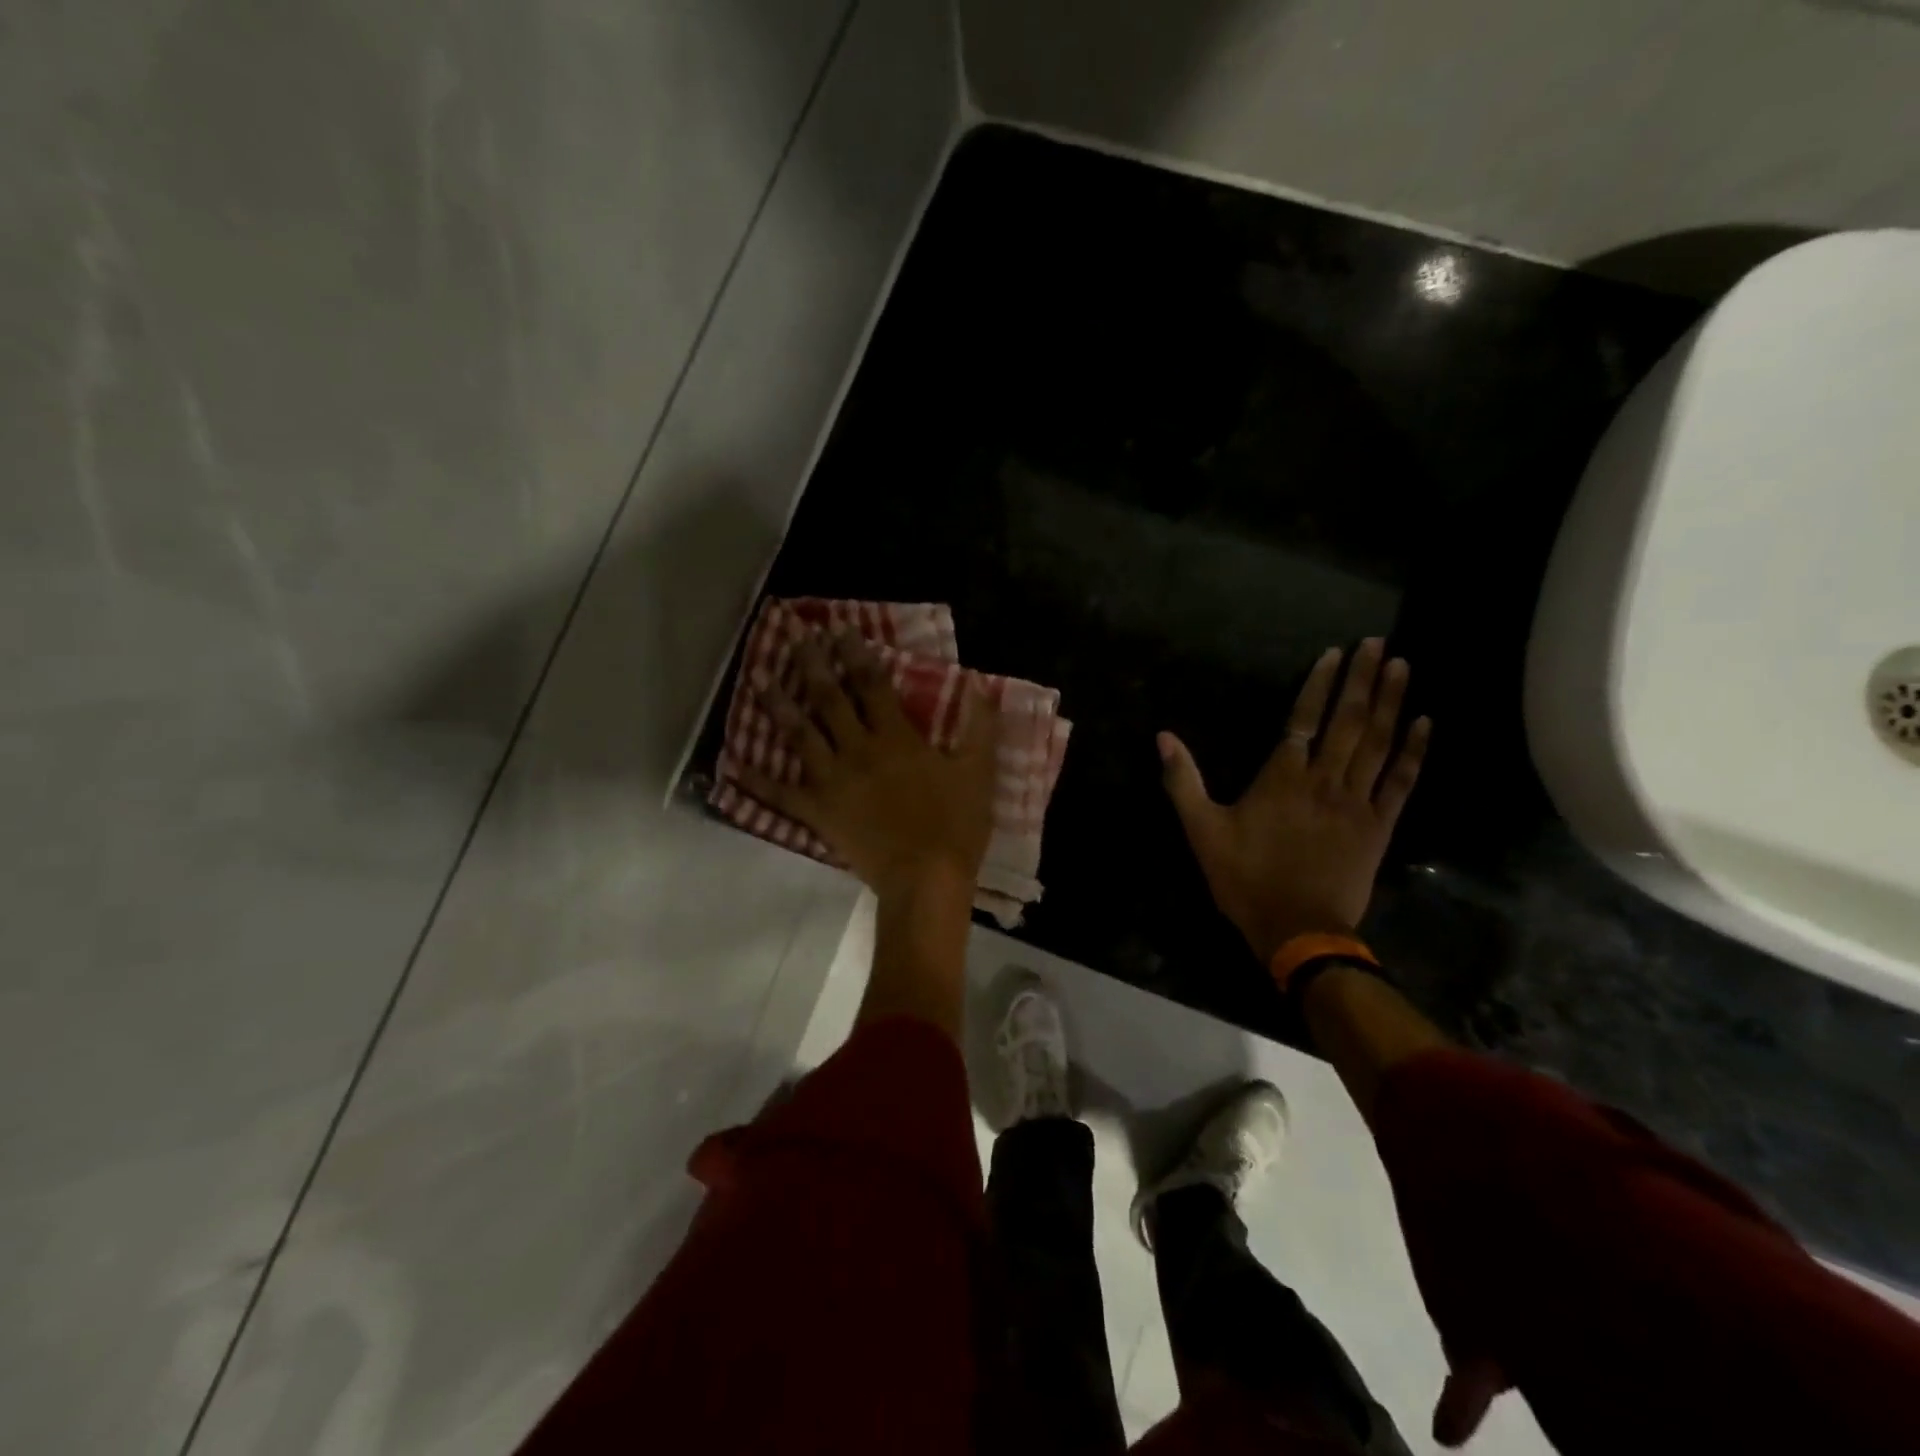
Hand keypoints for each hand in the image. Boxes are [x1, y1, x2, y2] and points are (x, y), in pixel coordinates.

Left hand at [739, 630, 997, 899]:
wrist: (925, 880)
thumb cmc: (955, 826)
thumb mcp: (978, 772)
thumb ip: (979, 728)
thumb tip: (981, 687)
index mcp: (895, 738)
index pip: (871, 684)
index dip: (855, 653)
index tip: (838, 627)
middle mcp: (857, 751)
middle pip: (828, 699)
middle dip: (811, 664)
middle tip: (793, 635)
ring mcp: (832, 782)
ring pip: (799, 735)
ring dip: (778, 704)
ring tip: (757, 676)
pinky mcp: (818, 813)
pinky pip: (780, 795)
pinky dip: (755, 781)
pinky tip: (731, 764)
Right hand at [1159, 638, 1429, 963]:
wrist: (1298, 930)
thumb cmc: (1245, 879)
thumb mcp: (1201, 830)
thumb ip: (1183, 781)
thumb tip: (1163, 738)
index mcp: (1281, 778)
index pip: (1303, 719)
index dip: (1319, 684)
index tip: (1335, 653)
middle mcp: (1323, 780)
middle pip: (1347, 721)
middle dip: (1362, 679)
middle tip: (1377, 643)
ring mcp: (1356, 802)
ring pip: (1377, 742)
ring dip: (1390, 701)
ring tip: (1402, 665)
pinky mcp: (1379, 826)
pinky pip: (1400, 781)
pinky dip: (1413, 750)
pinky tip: (1424, 722)